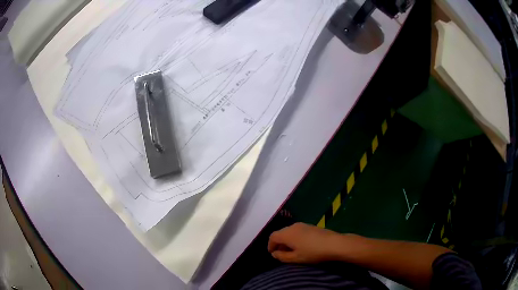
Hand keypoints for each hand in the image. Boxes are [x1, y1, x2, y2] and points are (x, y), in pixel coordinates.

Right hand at [268, 222, 347, 262]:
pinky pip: (297, 231)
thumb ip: (282, 256)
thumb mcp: (295, 258)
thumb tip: (274, 253)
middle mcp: (293, 226)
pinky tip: (301, 245)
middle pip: (281, 233)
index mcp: (287, 234)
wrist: (333, 243)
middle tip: (281, 253)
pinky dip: (294, 237)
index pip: (272, 237)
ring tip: (291, 250)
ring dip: (287, 240)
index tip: (272, 253)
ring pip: (289, 231)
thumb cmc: (312, 252)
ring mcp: (302, 225)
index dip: (270, 245)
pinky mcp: (310, 226)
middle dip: (278, 243)